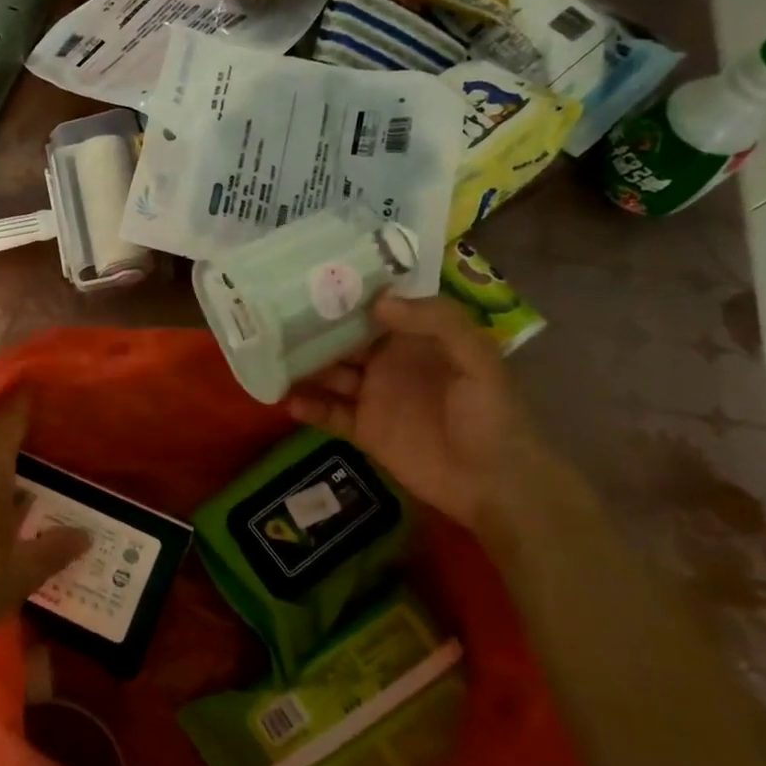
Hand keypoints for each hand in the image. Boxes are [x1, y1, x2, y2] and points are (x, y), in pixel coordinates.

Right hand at [288, 295, 565, 534]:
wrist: (495, 485)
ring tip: (270, 357)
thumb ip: (437, 323)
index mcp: (418, 338)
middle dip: (313, 328)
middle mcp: (389, 361)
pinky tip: (289, 401)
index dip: (348, 295)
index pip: (377, 308)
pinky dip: (308, 407)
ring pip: (330, 374)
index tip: (312, 279)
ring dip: (303, 366)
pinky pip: (329, 414)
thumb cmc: (492, 416)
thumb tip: (378, 304)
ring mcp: (374, 396)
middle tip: (274, 317)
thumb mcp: (478, 360)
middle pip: (344, 339)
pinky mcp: (364, 430)